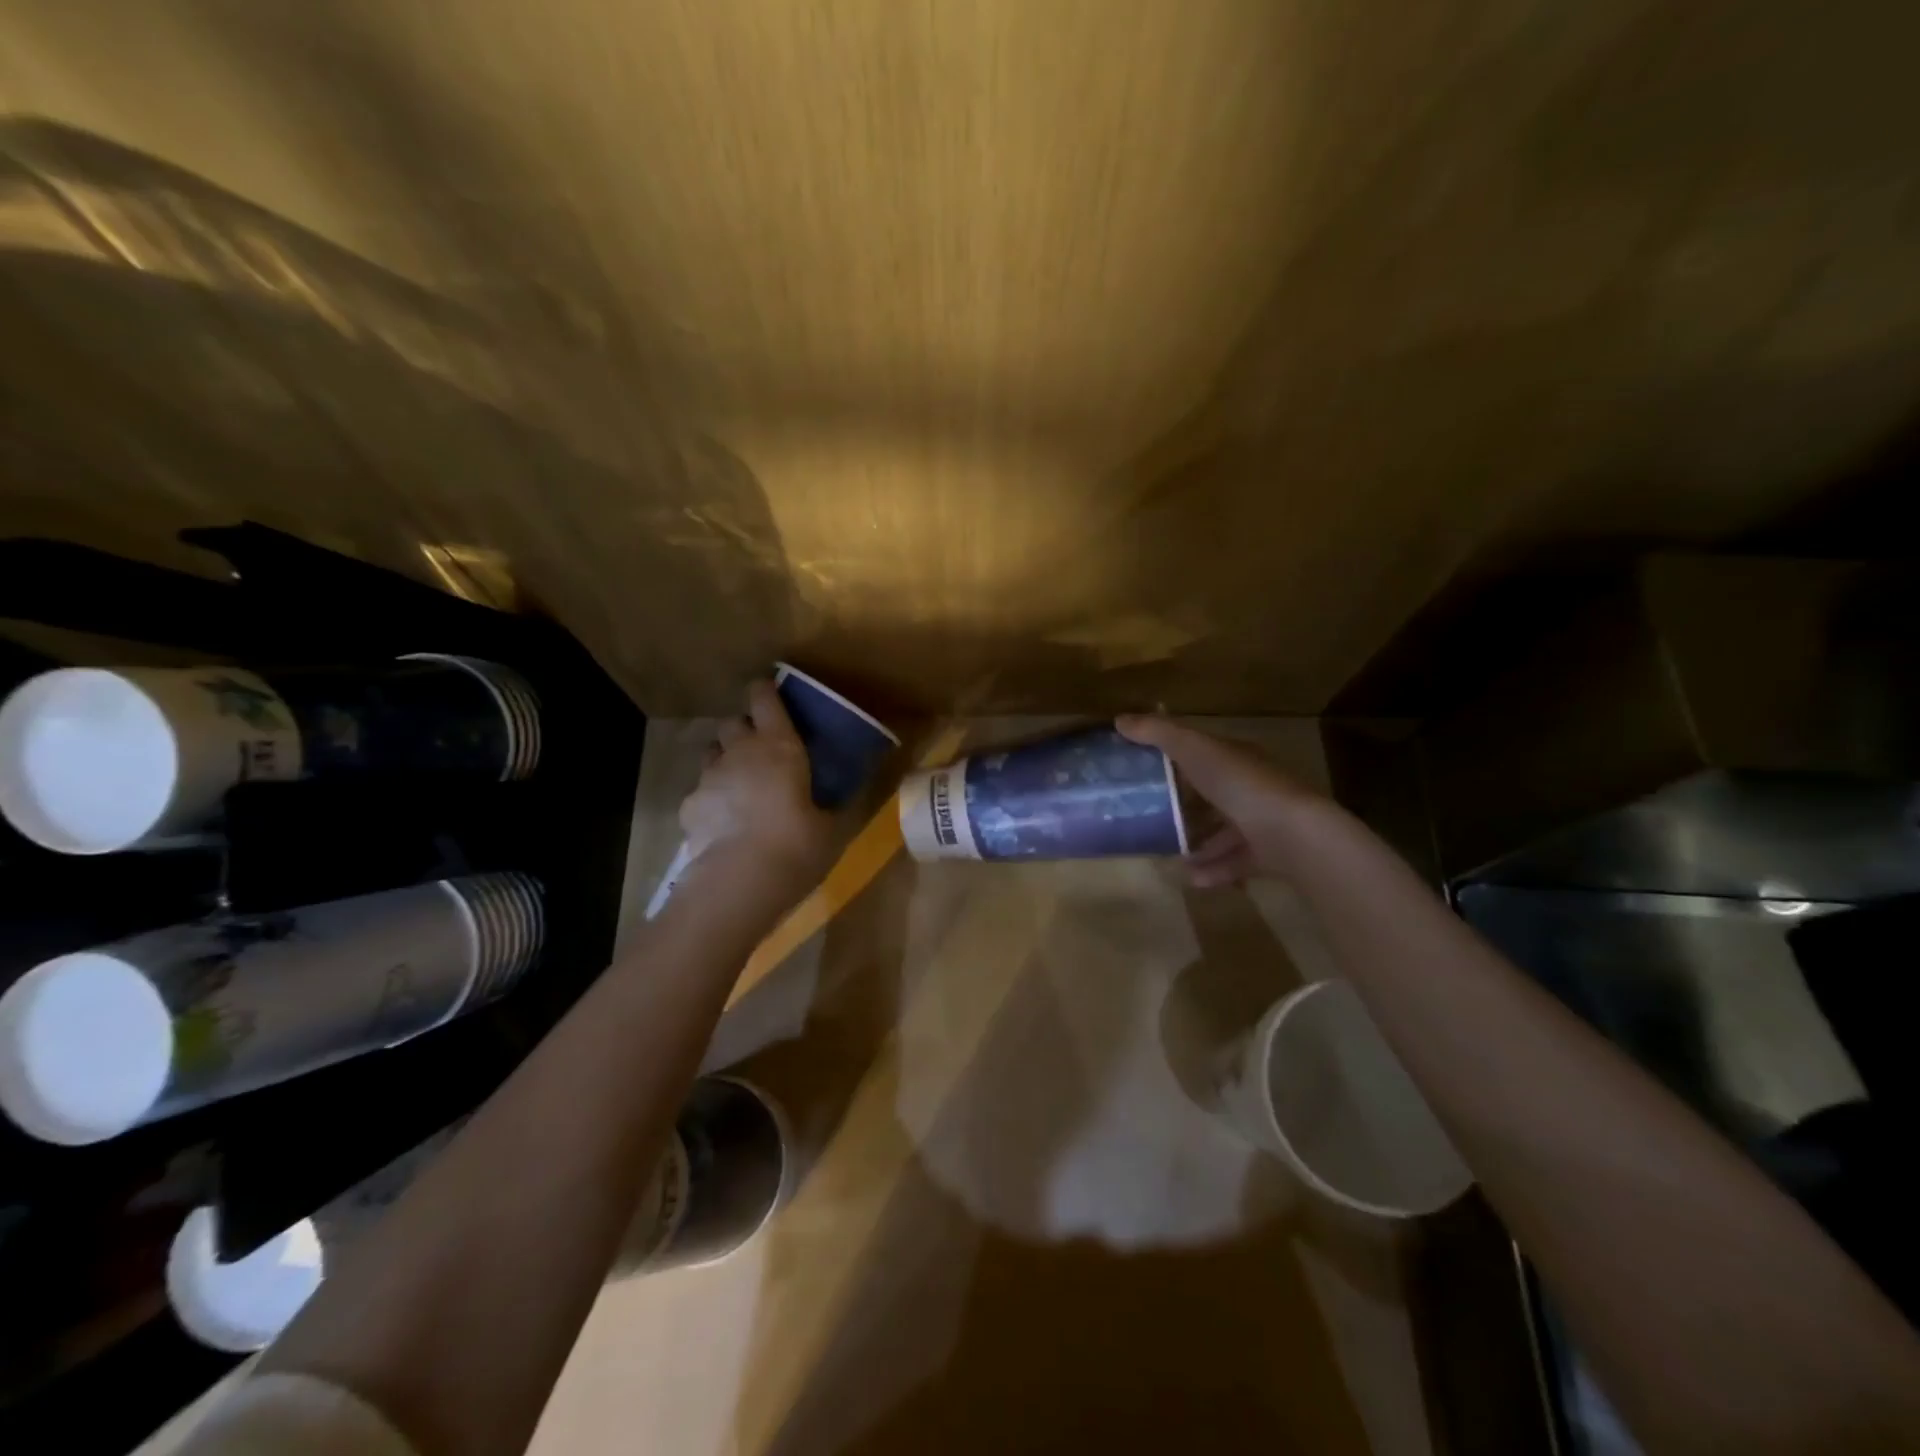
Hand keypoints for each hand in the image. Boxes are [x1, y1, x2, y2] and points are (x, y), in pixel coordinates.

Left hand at [681, 681, 833, 893]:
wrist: (742, 878)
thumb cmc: (799, 843)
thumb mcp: (829, 825)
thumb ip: (832, 805)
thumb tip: (842, 800)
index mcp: (780, 745)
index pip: (764, 698)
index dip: (765, 691)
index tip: (769, 692)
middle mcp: (740, 751)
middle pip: (733, 723)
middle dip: (743, 731)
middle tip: (760, 752)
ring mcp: (709, 777)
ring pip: (712, 753)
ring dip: (725, 761)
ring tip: (740, 786)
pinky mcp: (689, 806)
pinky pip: (700, 792)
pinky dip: (711, 801)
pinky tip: (722, 824)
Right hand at [1116, 715, 1321, 887]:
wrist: (1295, 835)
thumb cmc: (1242, 785)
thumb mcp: (1194, 750)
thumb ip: (1158, 734)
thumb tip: (1119, 719)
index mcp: (1237, 759)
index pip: (1205, 753)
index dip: (1176, 758)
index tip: (1145, 770)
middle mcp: (1252, 787)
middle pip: (1214, 794)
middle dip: (1185, 806)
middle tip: (1151, 817)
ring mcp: (1263, 822)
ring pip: (1225, 831)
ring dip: (1198, 843)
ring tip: (1168, 854)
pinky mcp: (1269, 855)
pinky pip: (1235, 861)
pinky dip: (1213, 869)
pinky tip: (1190, 878)